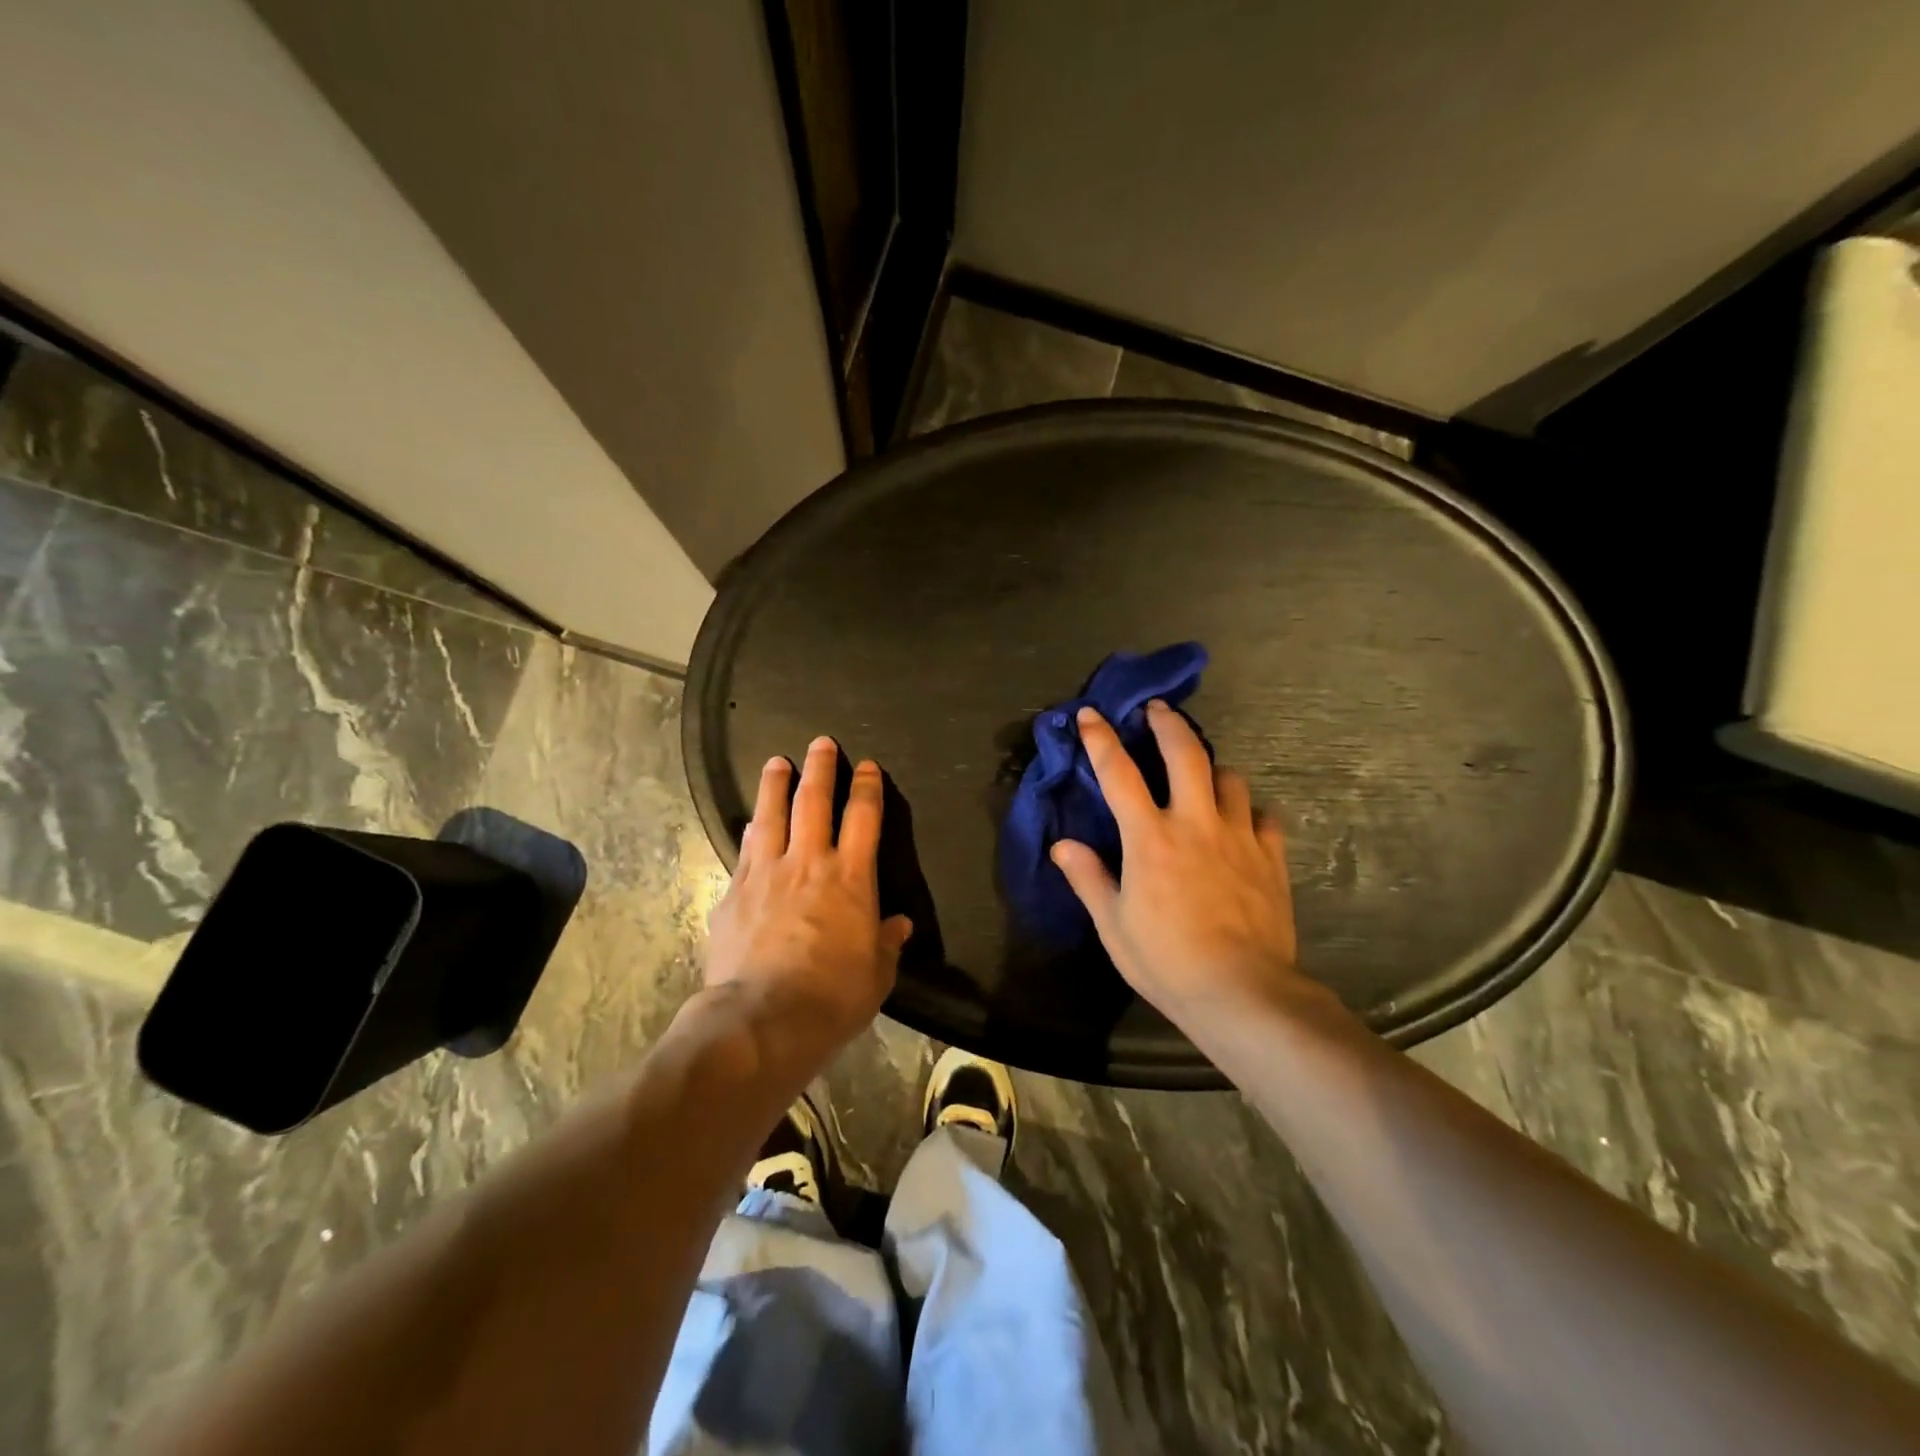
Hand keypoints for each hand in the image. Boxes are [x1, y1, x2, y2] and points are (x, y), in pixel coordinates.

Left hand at [705, 736, 911, 1053]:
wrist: (763, 1019)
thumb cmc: (833, 996)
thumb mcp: (876, 974)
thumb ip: (886, 942)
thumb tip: (898, 925)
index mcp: (851, 878)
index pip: (863, 818)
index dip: (867, 788)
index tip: (867, 766)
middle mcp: (808, 863)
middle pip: (814, 802)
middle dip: (820, 768)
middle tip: (820, 743)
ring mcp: (765, 874)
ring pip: (770, 816)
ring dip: (775, 785)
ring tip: (776, 762)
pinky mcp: (733, 894)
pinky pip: (744, 852)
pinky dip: (750, 832)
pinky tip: (749, 825)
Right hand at [1051, 702, 1315, 1031]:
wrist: (1243, 992)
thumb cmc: (1167, 960)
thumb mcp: (1114, 925)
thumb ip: (1089, 878)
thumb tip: (1062, 844)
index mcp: (1150, 838)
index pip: (1118, 774)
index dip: (1101, 739)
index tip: (1091, 714)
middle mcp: (1195, 823)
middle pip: (1185, 753)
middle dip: (1169, 723)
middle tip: (1159, 708)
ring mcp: (1239, 837)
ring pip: (1230, 778)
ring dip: (1212, 767)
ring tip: (1203, 773)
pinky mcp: (1271, 858)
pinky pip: (1263, 817)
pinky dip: (1249, 811)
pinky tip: (1242, 822)